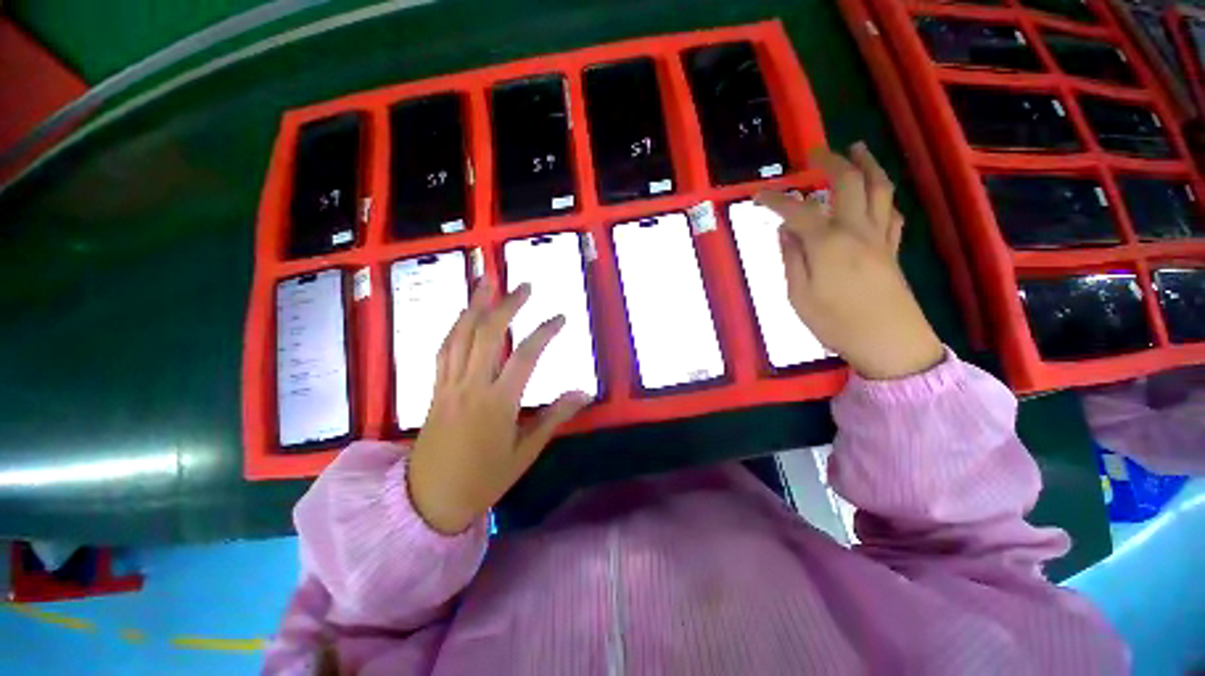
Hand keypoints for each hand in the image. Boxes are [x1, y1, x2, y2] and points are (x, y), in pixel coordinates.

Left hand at [408, 280, 591, 534]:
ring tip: (488, 281)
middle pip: (488, 334)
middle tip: (524, 285)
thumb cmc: (483, 479)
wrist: (428, 500)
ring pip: (461, 335)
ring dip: (476, 305)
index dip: (545, 332)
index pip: (525, 356)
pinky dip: (455, 326)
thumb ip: (555, 417)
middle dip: (508, 305)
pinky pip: (443, 349)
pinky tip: (464, 314)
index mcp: (498, 403)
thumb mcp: (525, 452)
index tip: (561, 318)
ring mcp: (449, 384)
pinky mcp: (435, 388)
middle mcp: (472, 386)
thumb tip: (584, 392)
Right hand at [757, 142, 943, 379]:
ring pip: (879, 189)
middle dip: (831, 162)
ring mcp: (880, 238)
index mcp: (829, 243)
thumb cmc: (837, 323)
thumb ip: (792, 259)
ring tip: (857, 150)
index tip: (758, 196)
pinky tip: (876, 194)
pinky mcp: (893, 250)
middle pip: (849, 183)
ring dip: (867, 165)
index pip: (798, 211)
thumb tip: (785, 231)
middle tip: (816, 152)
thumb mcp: (799, 296)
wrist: (890, 343)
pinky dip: (883, 196)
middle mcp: (857, 230)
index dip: (776, 200)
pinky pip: (892, 212)